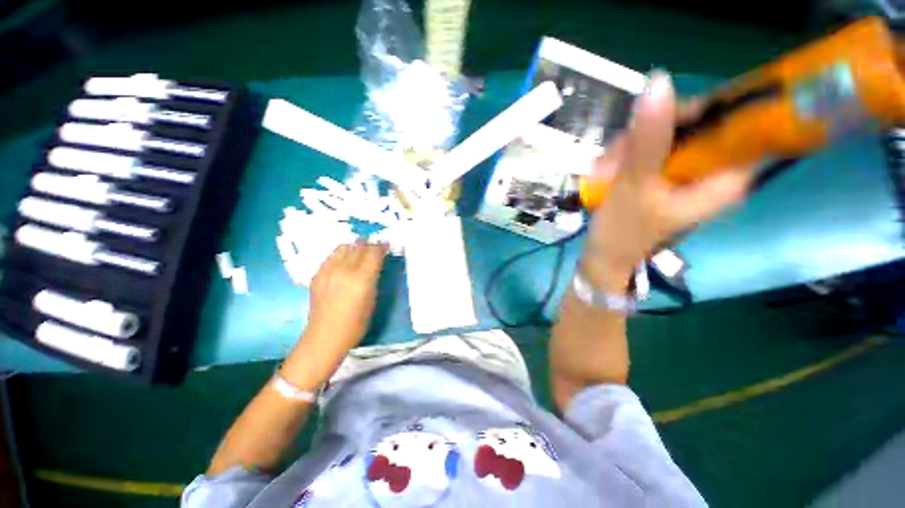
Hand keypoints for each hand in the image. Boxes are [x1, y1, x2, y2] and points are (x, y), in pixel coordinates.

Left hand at [304, 242, 387, 355]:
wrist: (325, 337)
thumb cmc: (356, 323)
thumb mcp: (372, 299)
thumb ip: (374, 278)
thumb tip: (375, 265)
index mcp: (361, 278)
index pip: (373, 253)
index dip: (381, 247)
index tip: (386, 245)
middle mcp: (344, 270)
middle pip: (359, 247)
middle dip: (369, 244)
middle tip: (376, 246)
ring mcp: (328, 271)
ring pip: (343, 247)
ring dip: (355, 246)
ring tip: (361, 249)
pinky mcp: (317, 275)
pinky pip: (331, 256)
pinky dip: (341, 253)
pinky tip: (345, 259)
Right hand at [582, 72, 754, 290]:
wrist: (604, 259)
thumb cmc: (624, 232)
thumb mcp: (635, 185)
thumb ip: (649, 139)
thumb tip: (660, 81)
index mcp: (725, 178)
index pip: (732, 121)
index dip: (694, 112)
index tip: (656, 123)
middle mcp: (712, 172)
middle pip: (692, 125)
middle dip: (648, 135)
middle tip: (619, 159)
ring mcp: (685, 174)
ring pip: (664, 135)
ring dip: (628, 148)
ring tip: (606, 173)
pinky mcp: (663, 177)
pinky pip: (649, 150)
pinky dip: (624, 157)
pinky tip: (607, 173)